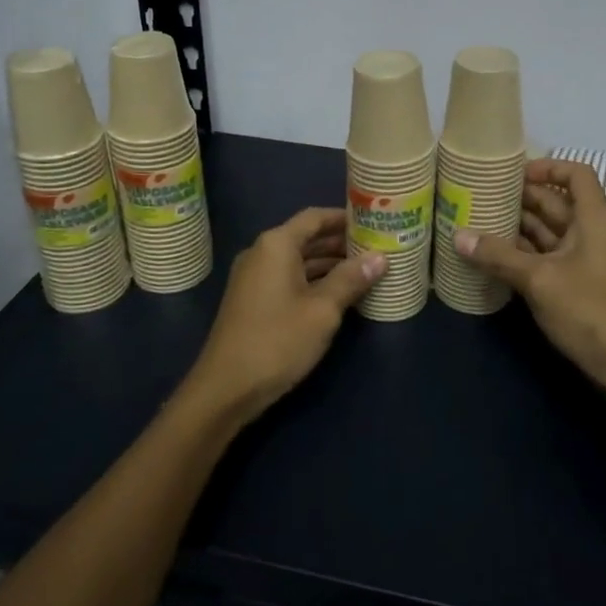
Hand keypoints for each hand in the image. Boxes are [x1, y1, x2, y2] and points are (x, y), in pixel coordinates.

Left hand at [186, 208, 384, 421]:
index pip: (315, 217)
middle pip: (307, 237)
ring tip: (365, 271)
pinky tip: (339, 295)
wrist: (225, 388)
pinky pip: (289, 279)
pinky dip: (313, 281)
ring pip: (298, 260)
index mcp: (276, 245)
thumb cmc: (277, 341)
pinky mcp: (253, 301)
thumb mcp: (323, 310)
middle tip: (376, 248)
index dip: (344, 218)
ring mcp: (254, 278)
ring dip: (329, 264)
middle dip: (340, 243)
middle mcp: (262, 253)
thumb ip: (351, 279)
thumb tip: (380, 257)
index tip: (373, 222)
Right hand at [455, 158, 605, 395]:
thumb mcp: (541, 280)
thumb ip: (499, 257)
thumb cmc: (593, 311)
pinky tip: (491, 258)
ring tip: (476, 222)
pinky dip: (520, 255)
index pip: (576, 174)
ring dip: (516, 228)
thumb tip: (458, 235)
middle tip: (479, 196)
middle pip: (554, 202)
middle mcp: (589, 234)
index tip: (512, 174)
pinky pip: (544, 259)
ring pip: (546, 232)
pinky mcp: (575, 286)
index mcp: (592, 219)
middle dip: (520, 198)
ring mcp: (582, 261)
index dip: (547, 166)